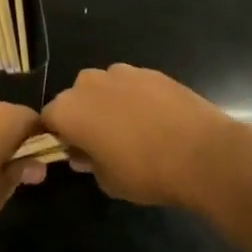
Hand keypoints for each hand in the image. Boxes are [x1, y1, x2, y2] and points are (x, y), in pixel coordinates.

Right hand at [41, 64, 251, 212]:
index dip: (60, 137)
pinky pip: (132, 85)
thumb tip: (85, 153)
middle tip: (103, 143)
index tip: (75, 153)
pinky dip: (137, 99)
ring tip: (134, 130)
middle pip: (76, 98)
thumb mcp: (108, 181)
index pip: (49, 120)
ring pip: (105, 88)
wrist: (202, 153)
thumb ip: (89, 163)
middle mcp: (89, 82)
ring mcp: (122, 72)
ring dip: (110, 104)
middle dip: (84, 116)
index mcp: (69, 109)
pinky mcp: (151, 71)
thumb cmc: (145, 172)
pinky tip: (156, 121)